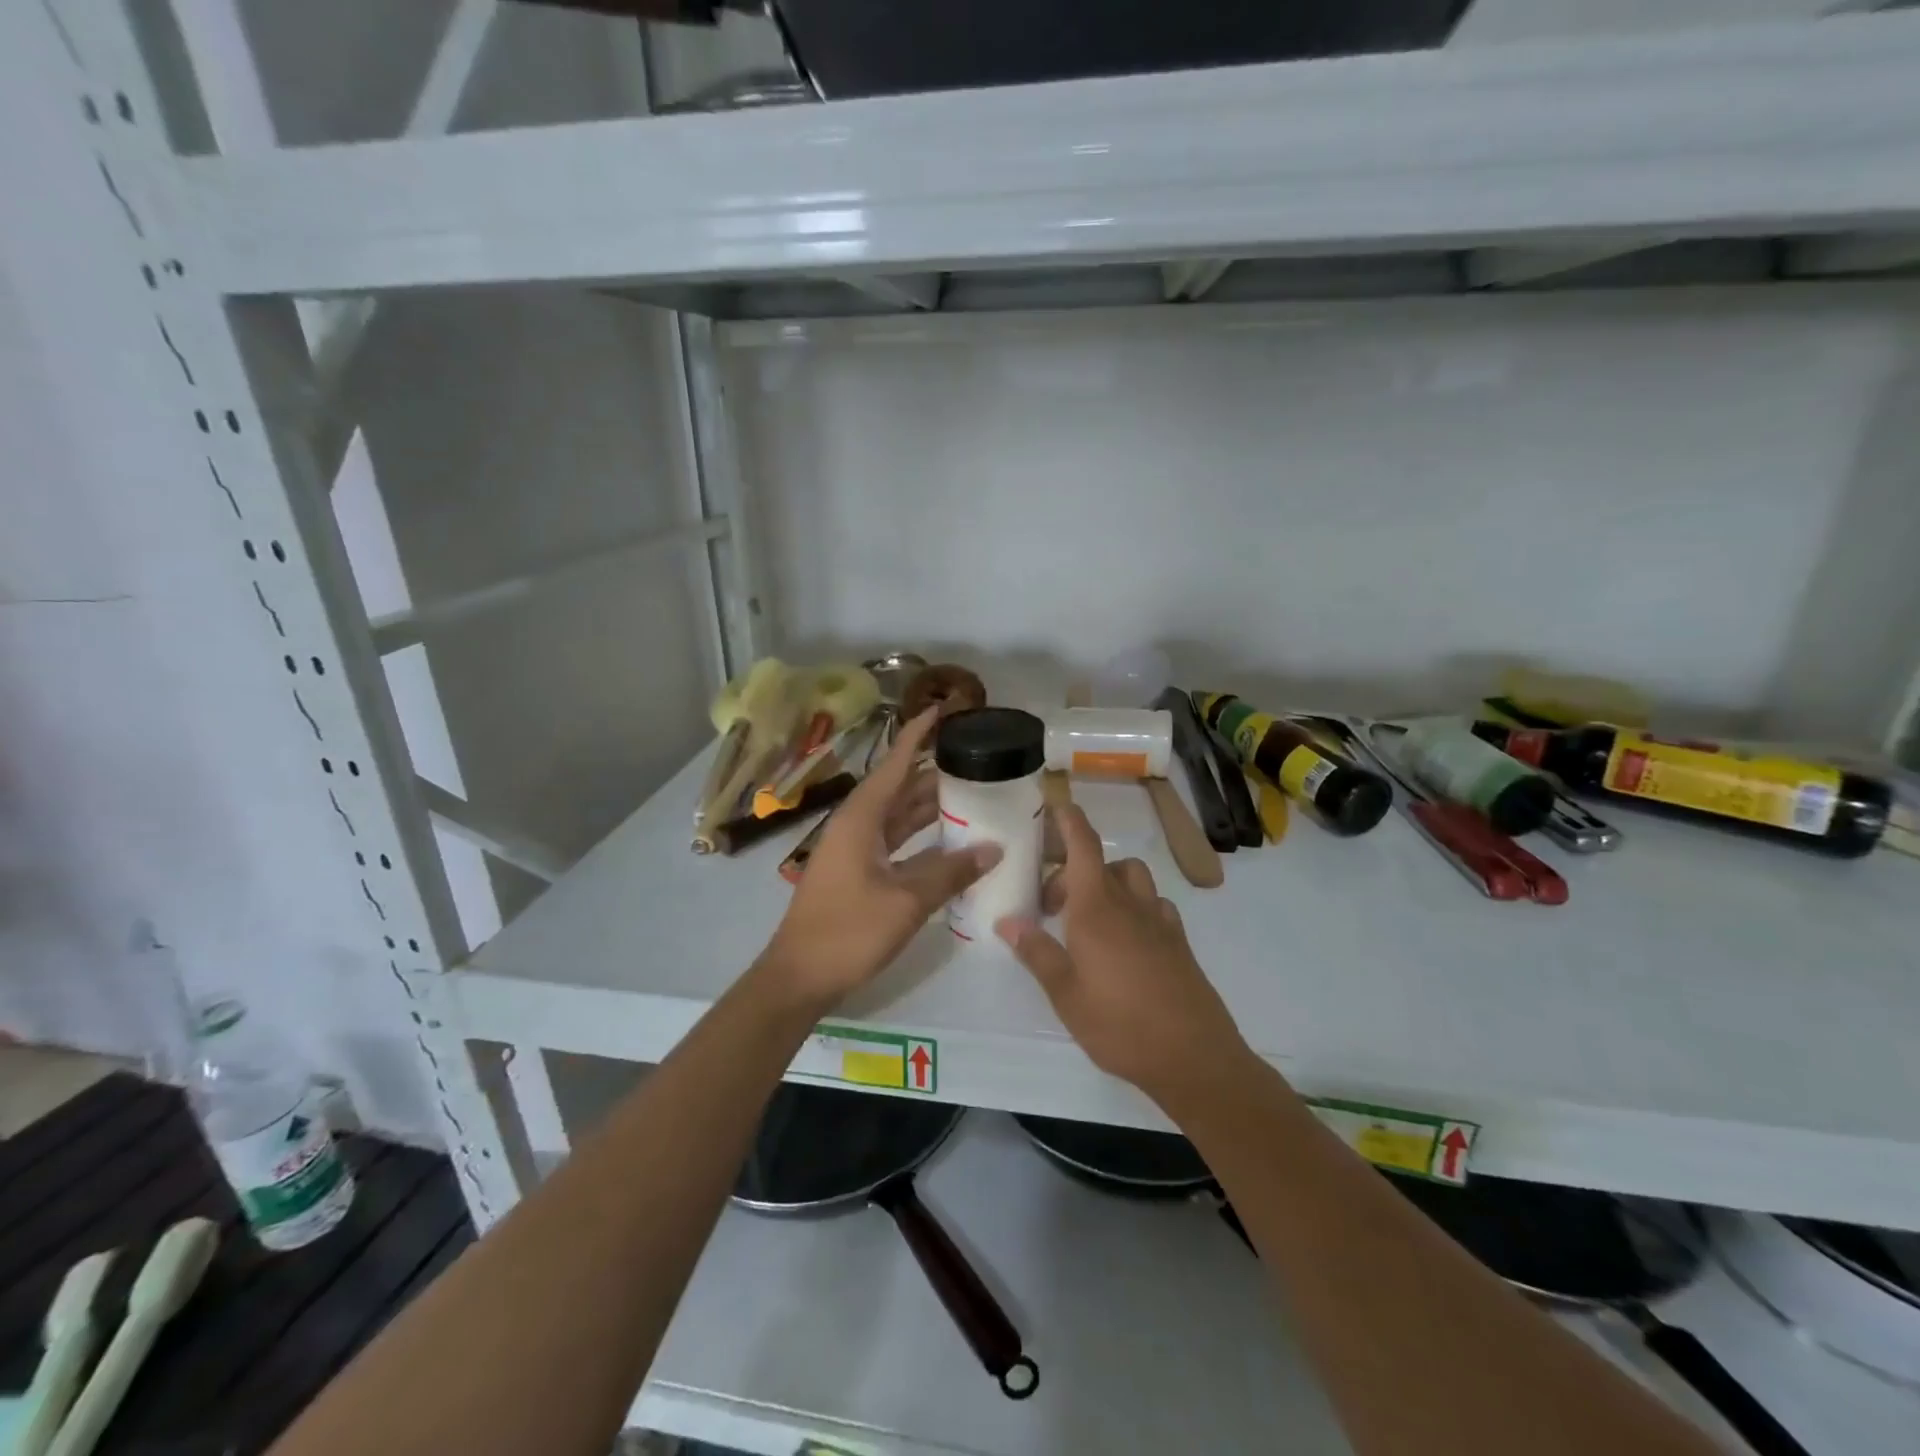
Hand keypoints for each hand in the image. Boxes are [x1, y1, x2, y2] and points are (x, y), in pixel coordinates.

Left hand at [759, 709, 998, 1009]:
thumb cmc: (848, 932)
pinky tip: (950, 842)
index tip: (941, 710)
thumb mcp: (906, 902)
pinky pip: (895, 841)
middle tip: (976, 761)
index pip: (895, 763)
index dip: (918, 735)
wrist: (799, 976)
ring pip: (898, 816)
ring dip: (930, 806)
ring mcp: (855, 849)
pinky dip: (921, 837)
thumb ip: (950, 873)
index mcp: (861, 818)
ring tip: (973, 794)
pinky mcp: (857, 872)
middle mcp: (856, 825)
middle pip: (900, 787)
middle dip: (935, 772)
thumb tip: (993, 849)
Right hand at [996, 803, 1250, 1105]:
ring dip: (1107, 883)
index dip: (1070, 820)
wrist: (1193, 1057)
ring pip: (1131, 879)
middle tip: (1049, 906)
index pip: (1083, 846)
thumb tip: (1007, 920)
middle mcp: (1129, 904)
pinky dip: (1135, 906)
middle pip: (1102, 864)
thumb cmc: (1119, 1024)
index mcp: (1096, 908)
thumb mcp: (1065, 993)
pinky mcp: (1179, 942)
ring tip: (1087, 917)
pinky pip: (1153, 905)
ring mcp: (1159, 921)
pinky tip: (1125, 938)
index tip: (1056, 804)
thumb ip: (1036, 952)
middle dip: (1072, 871)